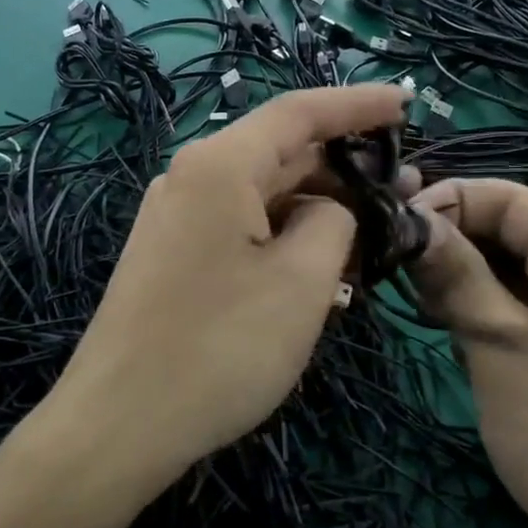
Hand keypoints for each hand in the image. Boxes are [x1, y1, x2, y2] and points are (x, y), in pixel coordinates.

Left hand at [52, 84, 410, 489]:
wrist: (119, 424)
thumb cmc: (220, 348)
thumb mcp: (303, 281)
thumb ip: (335, 222)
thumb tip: (330, 210)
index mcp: (219, 166)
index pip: (299, 112)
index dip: (358, 104)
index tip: (408, 103)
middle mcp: (190, 178)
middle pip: (281, 154)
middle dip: (345, 168)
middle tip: (405, 192)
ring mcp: (176, 217)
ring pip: (263, 195)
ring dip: (318, 210)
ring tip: (373, 237)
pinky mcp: (173, 255)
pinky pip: (241, 228)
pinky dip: (286, 237)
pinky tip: (323, 269)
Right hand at [408, 178, 527, 527]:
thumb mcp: (503, 347)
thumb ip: (455, 274)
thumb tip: (409, 216)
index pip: (504, 196)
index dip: (443, 202)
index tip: (385, 228)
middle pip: (505, 229)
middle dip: (446, 241)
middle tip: (386, 267)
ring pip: (504, 270)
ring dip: (455, 277)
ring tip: (406, 297)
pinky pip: (514, 308)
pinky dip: (475, 309)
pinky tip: (438, 324)